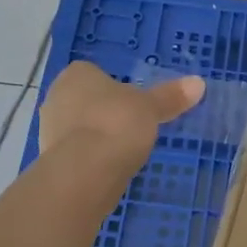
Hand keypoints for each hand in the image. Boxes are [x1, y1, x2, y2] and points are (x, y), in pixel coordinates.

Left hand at [38, 62, 204, 159]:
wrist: (85, 172)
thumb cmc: (117, 123)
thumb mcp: (151, 107)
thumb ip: (171, 96)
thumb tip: (199, 82)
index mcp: (76, 75)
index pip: (93, 74)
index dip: (113, 87)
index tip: (132, 102)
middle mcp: (56, 97)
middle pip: (85, 101)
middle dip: (104, 112)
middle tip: (131, 125)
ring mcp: (48, 130)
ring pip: (78, 128)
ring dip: (96, 137)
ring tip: (124, 150)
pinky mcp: (50, 161)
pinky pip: (76, 153)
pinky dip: (90, 159)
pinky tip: (109, 168)